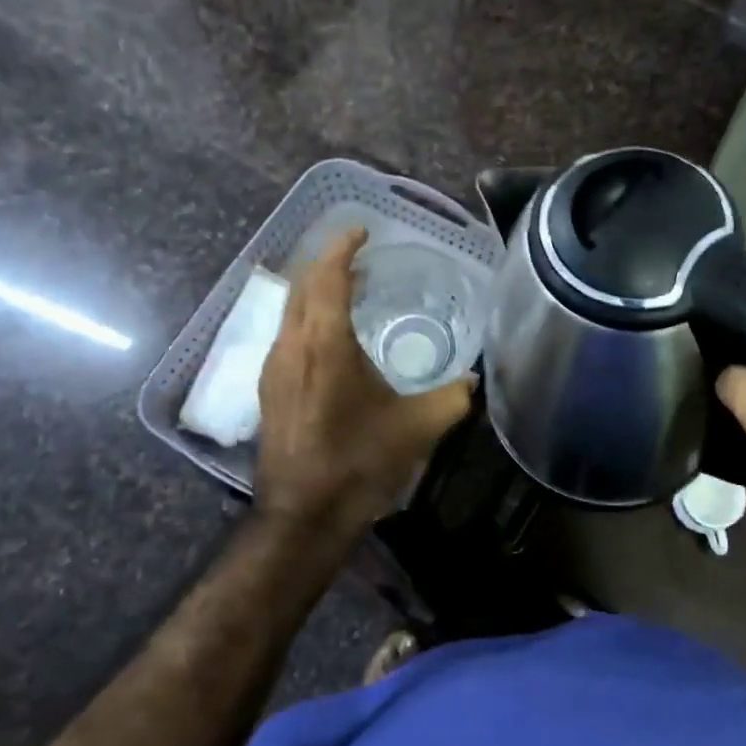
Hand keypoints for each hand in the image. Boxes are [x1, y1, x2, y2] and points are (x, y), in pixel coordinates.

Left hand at [256, 228, 473, 532]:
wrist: (303, 515)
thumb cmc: (359, 463)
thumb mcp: (418, 427)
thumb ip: (453, 397)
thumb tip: (476, 380)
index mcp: (325, 343)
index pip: (328, 276)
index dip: (343, 247)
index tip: (362, 230)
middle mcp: (291, 345)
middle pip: (302, 284)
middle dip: (327, 261)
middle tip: (360, 254)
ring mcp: (273, 367)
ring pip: (290, 309)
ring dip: (316, 289)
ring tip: (350, 287)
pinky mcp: (269, 389)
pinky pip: (286, 333)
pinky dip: (308, 316)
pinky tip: (331, 334)